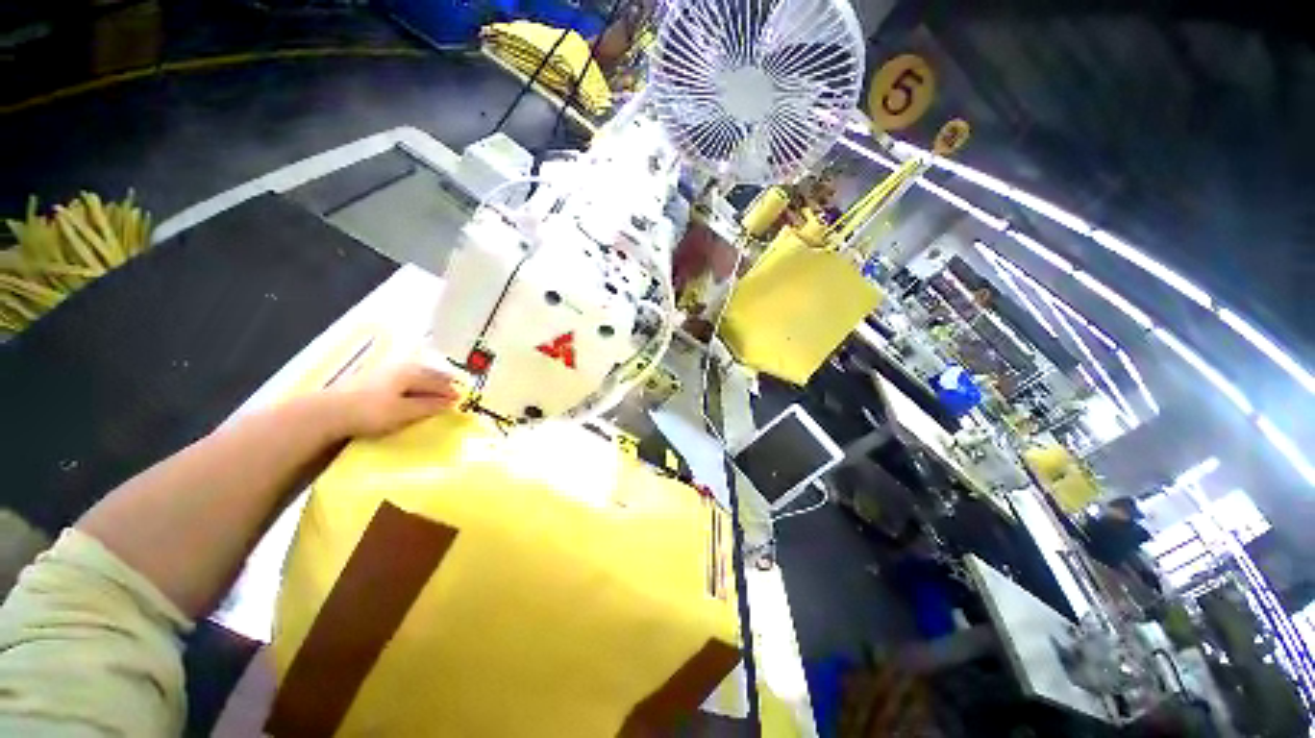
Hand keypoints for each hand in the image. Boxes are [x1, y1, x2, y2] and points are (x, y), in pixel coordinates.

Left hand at [328, 361, 464, 437]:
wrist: (327, 413)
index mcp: (411, 373)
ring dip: (427, 382)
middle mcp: (399, 368)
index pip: (438, 381)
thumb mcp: (404, 412)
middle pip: (427, 374)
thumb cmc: (370, 411)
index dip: (450, 390)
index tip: (462, 398)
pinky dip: (413, 385)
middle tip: (453, 390)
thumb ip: (429, 406)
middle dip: (441, 382)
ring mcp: (383, 373)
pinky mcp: (371, 381)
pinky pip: (402, 380)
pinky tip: (410, 391)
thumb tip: (452, 402)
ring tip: (435, 390)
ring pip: (414, 375)